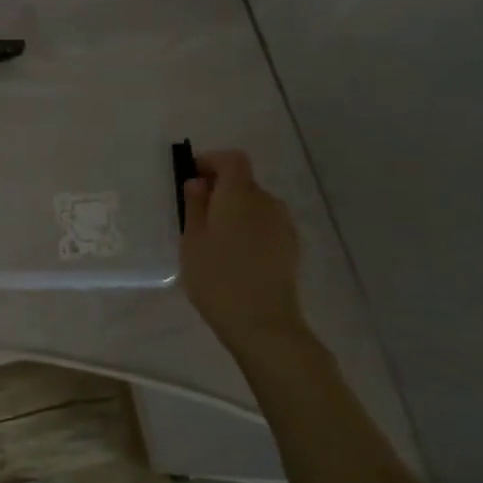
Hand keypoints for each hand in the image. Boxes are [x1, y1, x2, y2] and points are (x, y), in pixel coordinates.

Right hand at [180, 150, 305, 355]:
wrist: (264, 323)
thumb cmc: (218, 278)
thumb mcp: (192, 240)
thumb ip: (195, 205)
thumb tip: (199, 182)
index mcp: (239, 195)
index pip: (232, 159)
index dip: (211, 161)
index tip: (191, 178)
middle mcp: (266, 202)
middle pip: (243, 182)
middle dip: (220, 190)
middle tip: (196, 214)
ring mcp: (283, 225)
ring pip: (255, 204)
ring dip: (235, 211)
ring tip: (215, 239)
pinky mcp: (291, 247)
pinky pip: (265, 224)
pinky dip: (249, 228)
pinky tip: (235, 256)